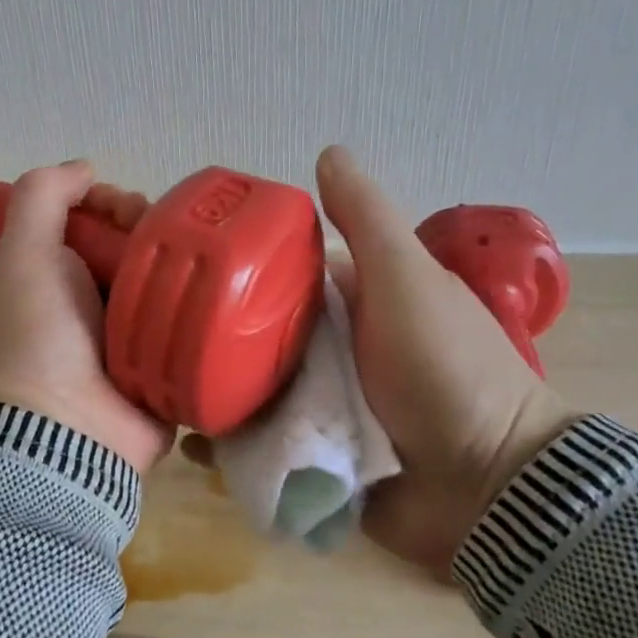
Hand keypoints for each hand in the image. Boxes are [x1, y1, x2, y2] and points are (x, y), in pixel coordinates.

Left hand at [0, 161, 171, 473]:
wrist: (65, 437)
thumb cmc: (32, 339)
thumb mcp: (19, 255)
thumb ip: (41, 197)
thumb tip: (83, 168)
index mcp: (17, 284)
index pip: (62, 226)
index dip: (93, 206)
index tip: (116, 206)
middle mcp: (55, 311)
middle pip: (104, 250)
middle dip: (132, 230)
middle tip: (154, 230)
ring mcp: (98, 344)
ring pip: (138, 282)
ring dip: (162, 262)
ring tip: (186, 256)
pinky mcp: (138, 368)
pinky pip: (163, 321)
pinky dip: (180, 303)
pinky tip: (203, 288)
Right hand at [184, 148, 575, 571]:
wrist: (486, 486)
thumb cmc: (446, 370)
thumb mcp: (407, 280)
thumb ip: (367, 220)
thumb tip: (328, 151)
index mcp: (354, 307)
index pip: (282, 279)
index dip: (239, 271)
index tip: (186, 269)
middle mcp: (332, 355)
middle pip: (258, 340)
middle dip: (212, 341)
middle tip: (151, 338)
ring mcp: (321, 413)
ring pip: (252, 395)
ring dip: (213, 397)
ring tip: (157, 392)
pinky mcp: (313, 465)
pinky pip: (261, 453)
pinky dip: (229, 450)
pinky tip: (191, 445)